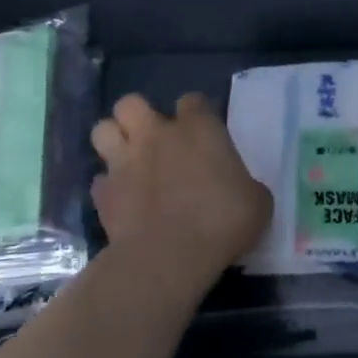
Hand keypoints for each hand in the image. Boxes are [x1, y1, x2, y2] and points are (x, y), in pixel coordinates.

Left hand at [90, 92, 272, 297]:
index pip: (193, 101)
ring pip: (102, 130)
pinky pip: (100, 180)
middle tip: (155, 139)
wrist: (170, 257)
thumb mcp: (257, 201)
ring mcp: (124, 162)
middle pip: (131, 103)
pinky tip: (122, 200)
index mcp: (198, 129)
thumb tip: (242, 189)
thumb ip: (245, 184)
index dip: (197, 114)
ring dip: (114, 141)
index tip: (203, 134)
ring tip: (129, 160)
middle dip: (138, 116)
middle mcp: (156, 136)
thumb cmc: (222, 221)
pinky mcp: (103, 194)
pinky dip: (109, 187)